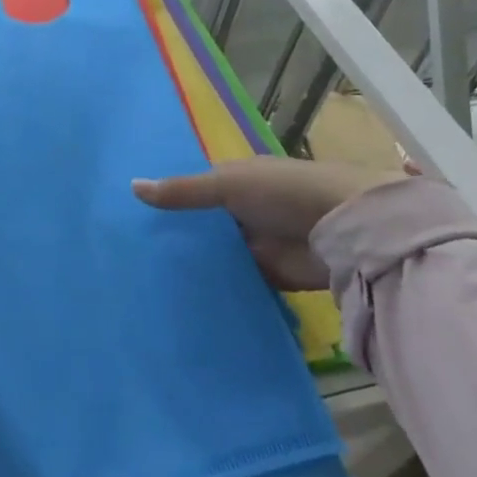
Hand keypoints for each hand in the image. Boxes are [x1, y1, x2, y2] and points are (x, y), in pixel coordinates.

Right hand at [133, 157, 405, 291]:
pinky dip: (216, 286)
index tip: (130, 216)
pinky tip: (183, 295)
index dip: (166, 201)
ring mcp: (256, 243)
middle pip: (202, 225)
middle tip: (131, 253)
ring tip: (148, 278)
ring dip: (195, 263)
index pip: (192, 189)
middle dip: (176, 236)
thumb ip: (182, 191)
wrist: (346, 227)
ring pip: (216, 254)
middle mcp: (243, 211)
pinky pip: (235, 280)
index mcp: (234, 180)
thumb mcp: (226, 185)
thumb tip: (131, 186)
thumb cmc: (282, 192)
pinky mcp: (269, 275)